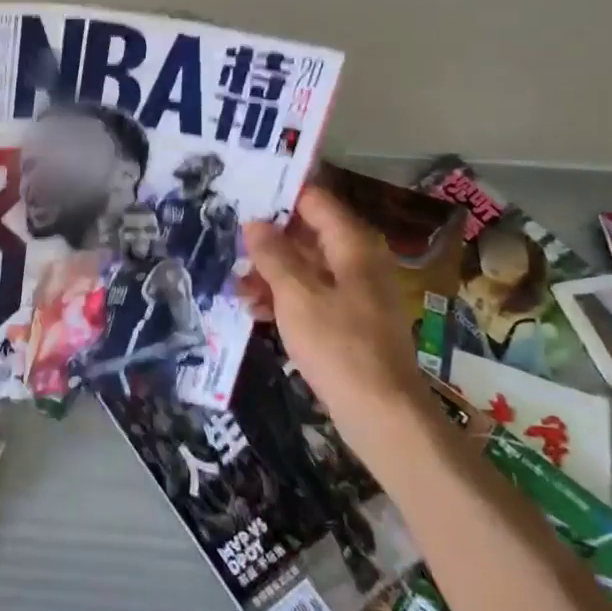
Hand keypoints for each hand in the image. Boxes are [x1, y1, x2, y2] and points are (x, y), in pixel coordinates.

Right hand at [242, 185, 426, 444]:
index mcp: (352, 245)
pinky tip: (254, 309)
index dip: (279, 196)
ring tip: (235, 285)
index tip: (242, 197)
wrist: (382, 414)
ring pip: (306, 267)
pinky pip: (311, 295)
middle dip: (268, 240)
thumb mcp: (296, 295)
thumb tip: (254, 222)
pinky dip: (284, 297)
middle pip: (308, 234)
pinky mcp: (348, 321)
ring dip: (270, 273)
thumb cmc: (339, 344)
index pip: (314, 200)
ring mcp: (354, 292)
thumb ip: (273, 255)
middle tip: (229, 243)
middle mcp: (357, 261)